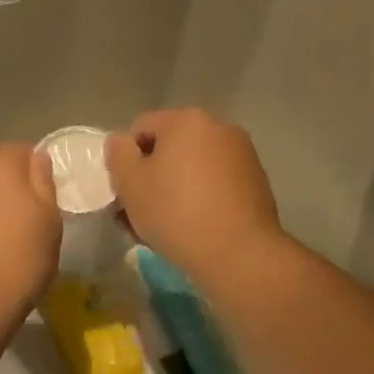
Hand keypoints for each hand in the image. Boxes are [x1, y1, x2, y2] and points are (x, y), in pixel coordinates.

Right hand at [104, 109, 283, 281]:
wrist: (239, 253)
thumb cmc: (176, 213)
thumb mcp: (130, 184)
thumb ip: (118, 154)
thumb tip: (122, 142)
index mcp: (186, 120)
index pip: (140, 128)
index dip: (126, 160)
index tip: (126, 192)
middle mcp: (218, 128)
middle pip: (169, 148)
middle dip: (152, 176)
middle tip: (141, 212)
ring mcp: (242, 154)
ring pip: (192, 168)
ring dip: (174, 189)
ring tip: (166, 225)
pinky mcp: (256, 182)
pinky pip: (214, 184)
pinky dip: (200, 199)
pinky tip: (193, 228)